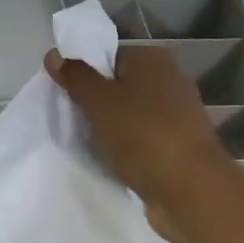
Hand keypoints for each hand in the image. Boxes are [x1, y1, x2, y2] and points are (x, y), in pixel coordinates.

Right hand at [45, 44, 231, 226]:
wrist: (190, 188)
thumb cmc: (142, 134)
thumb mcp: (98, 102)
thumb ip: (75, 77)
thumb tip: (54, 55)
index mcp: (153, 59)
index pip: (109, 56)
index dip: (85, 74)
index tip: (66, 96)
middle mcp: (170, 79)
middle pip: (120, 85)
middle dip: (96, 103)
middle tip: (74, 122)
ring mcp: (178, 113)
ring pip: (130, 114)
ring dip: (111, 128)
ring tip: (90, 144)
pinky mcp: (180, 143)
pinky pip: (143, 138)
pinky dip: (128, 147)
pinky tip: (114, 161)